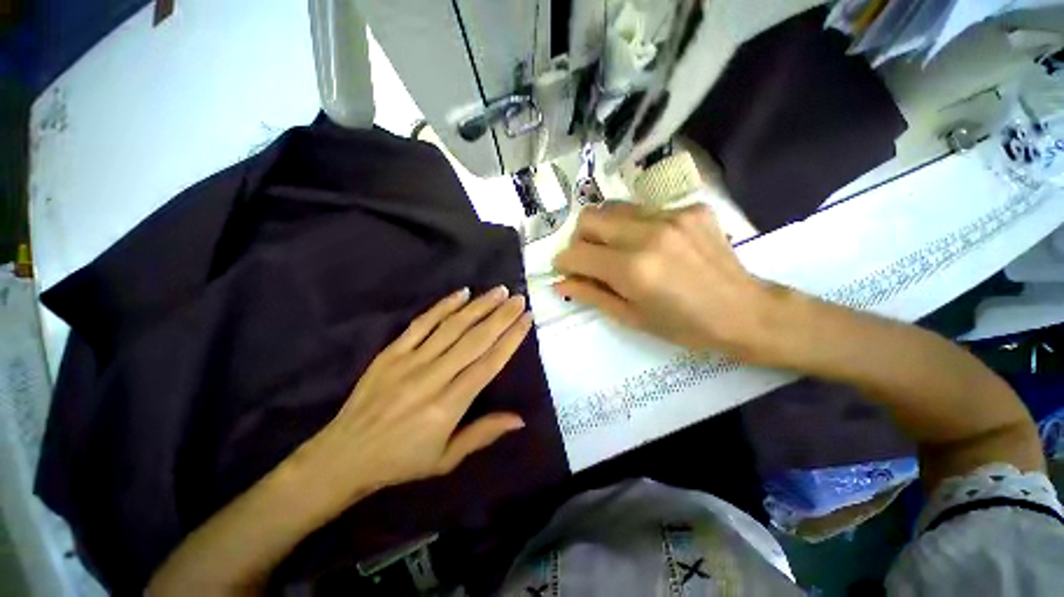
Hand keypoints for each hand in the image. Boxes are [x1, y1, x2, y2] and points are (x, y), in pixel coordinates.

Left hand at [291, 286, 531, 508]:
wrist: (351, 452)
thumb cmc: (401, 461)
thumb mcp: (445, 459)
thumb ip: (481, 435)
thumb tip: (519, 418)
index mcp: (448, 407)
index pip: (487, 366)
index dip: (510, 341)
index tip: (527, 320)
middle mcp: (431, 378)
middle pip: (472, 341)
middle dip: (499, 317)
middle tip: (518, 298)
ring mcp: (408, 362)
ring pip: (449, 328)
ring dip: (476, 307)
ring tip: (497, 291)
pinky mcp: (389, 354)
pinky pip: (419, 325)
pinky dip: (441, 308)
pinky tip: (459, 295)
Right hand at [553, 202, 776, 356]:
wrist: (743, 311)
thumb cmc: (688, 327)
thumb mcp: (637, 320)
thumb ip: (595, 296)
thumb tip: (561, 281)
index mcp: (633, 269)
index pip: (576, 251)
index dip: (564, 262)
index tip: (570, 270)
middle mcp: (648, 233)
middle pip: (590, 217)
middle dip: (583, 238)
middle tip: (595, 258)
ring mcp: (673, 215)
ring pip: (619, 207)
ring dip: (613, 228)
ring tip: (630, 250)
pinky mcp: (692, 208)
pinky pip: (652, 209)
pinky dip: (647, 226)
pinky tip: (666, 247)